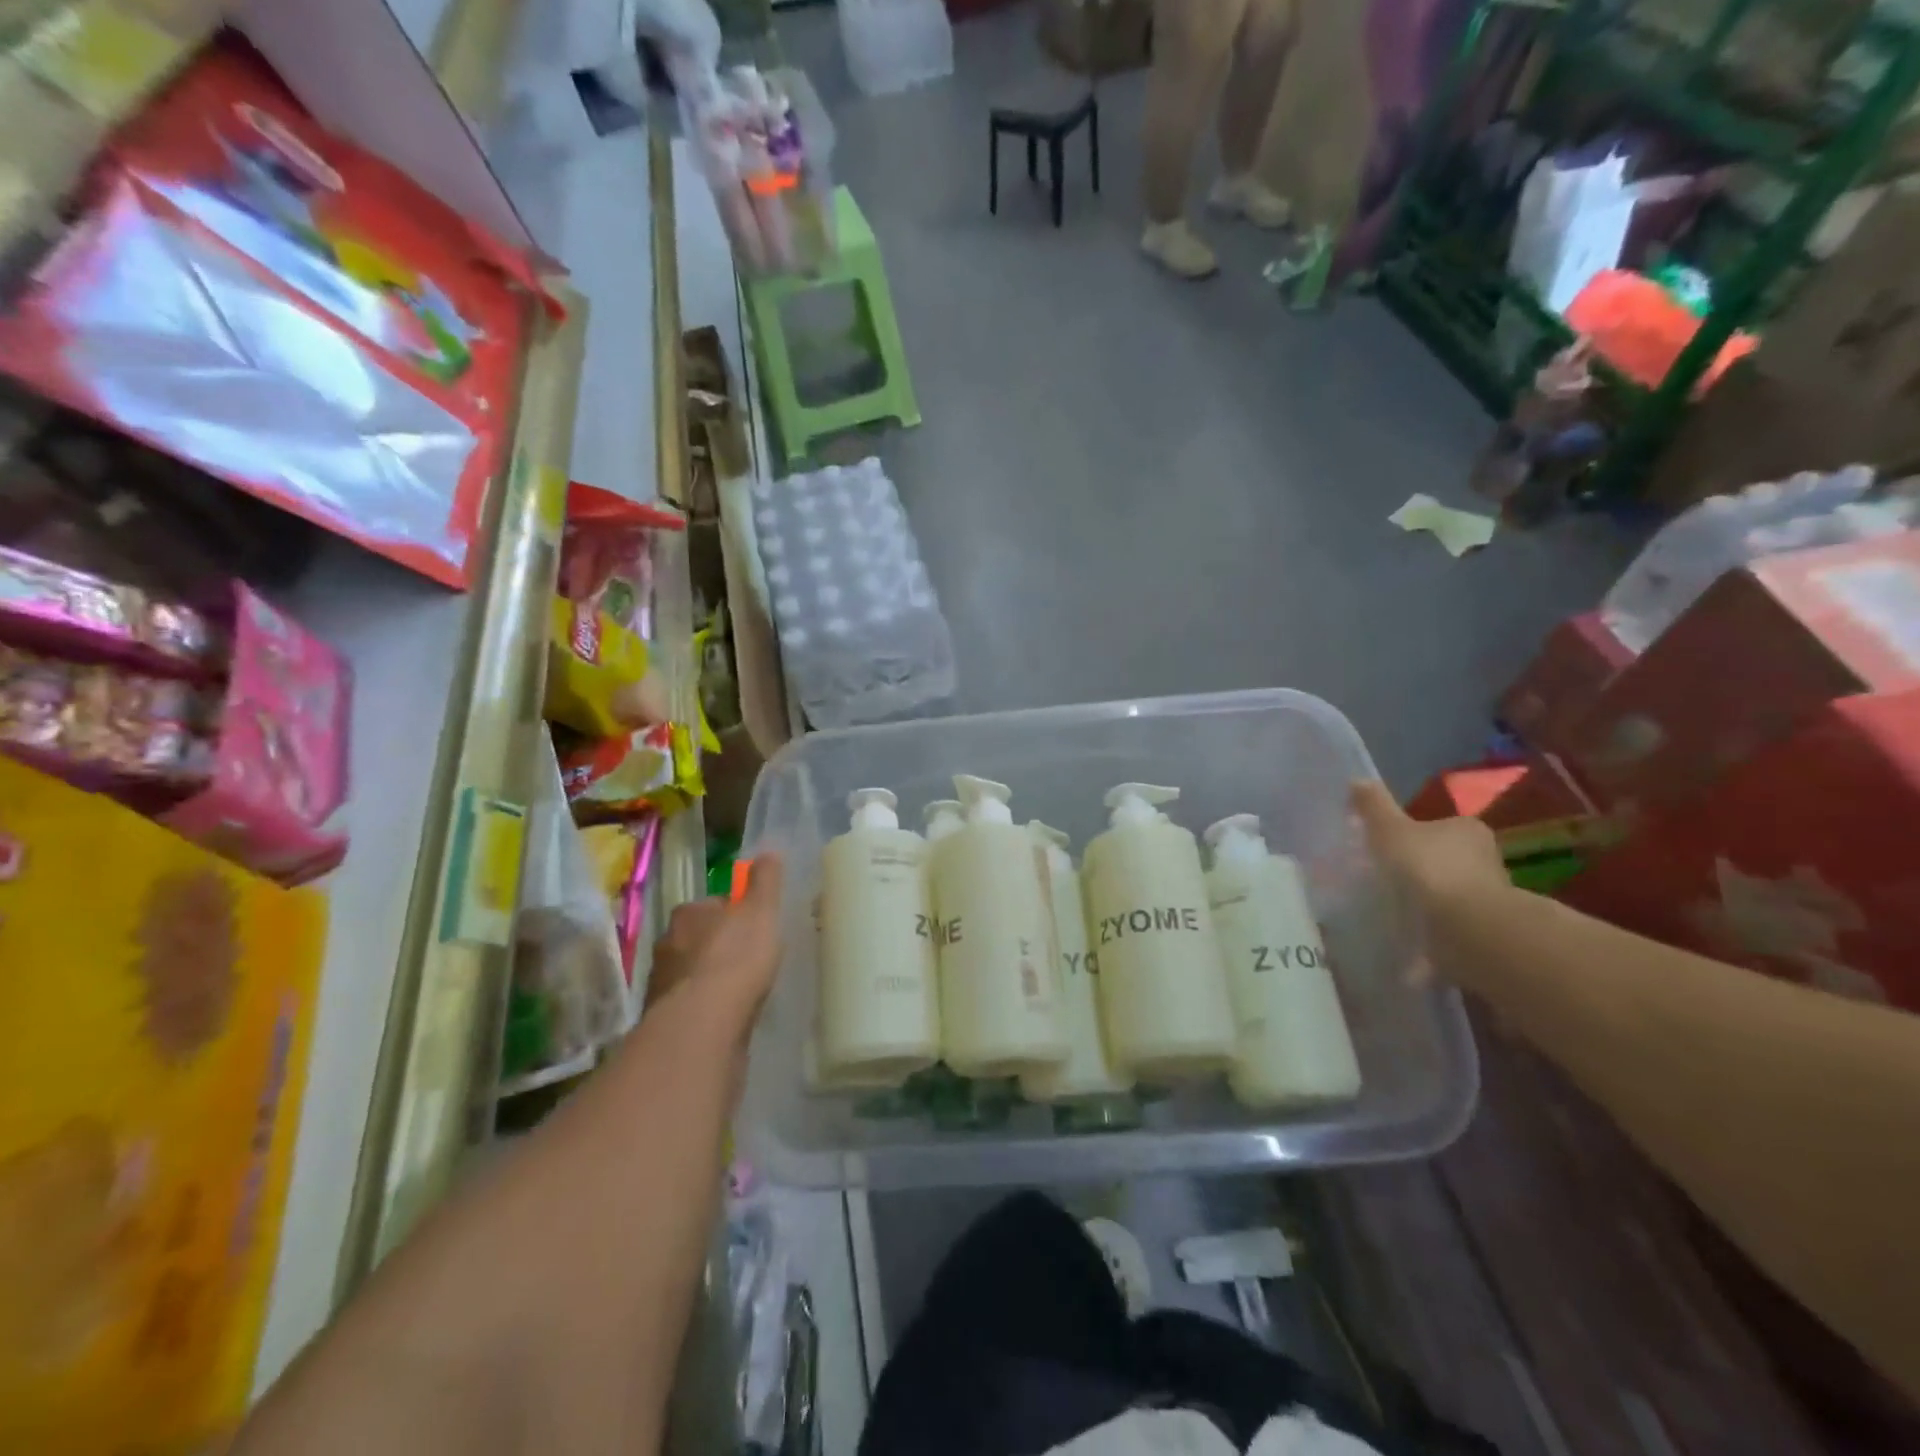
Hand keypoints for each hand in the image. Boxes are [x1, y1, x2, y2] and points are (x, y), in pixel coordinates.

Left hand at [647, 853, 785, 1020]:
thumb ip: (765, 881)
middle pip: (698, 938)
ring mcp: (661, 982)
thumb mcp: (761, 911)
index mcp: (688, 913)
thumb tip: (769, 850)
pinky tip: (724, 1015)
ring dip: (708, 978)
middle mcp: (667, 942)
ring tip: (737, 991)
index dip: (734, 914)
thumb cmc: (736, 957)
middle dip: (717, 946)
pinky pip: (688, 1004)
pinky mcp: (662, 1017)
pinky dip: (703, 1006)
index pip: (712, 905)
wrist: (703, 1022)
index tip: (753, 926)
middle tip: (748, 959)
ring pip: (690, 972)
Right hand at [1350, 781, 1505, 916]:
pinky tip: (1408, 928)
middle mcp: (1485, 856)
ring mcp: (1488, 893)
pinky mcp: (1484, 925)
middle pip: (1442, 856)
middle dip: (1415, 866)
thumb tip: (1356, 779)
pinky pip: (1449, 917)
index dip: (1408, 834)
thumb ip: (1374, 806)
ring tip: (1392, 907)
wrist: (1467, 926)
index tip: (1384, 848)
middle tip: (1383, 877)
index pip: (1435, 825)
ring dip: (1424, 896)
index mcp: (1467, 828)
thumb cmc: (1428, 867)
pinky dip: (1431, 921)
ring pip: (1447, 888)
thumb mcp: (1389, 830)